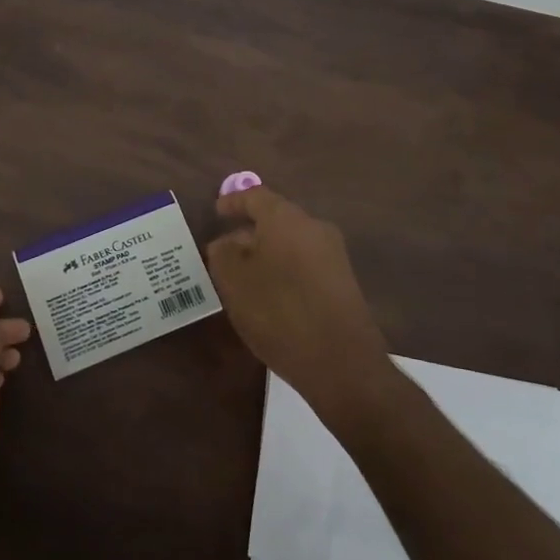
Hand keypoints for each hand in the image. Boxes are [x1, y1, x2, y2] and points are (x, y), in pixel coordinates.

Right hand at [206, 187, 393, 421]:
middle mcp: (314, 228)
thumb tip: (226, 243)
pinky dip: (283, 271)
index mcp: (286, 218)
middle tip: (223, 253)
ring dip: (265, 254)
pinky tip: (270, 297)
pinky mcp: (343, 283)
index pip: (255, 196)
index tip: (216, 212)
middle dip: (248, 233)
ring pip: (290, 244)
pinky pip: (304, 264)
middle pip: (275, 220)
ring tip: (242, 278)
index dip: (233, 202)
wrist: (341, 363)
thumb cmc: (278, 312)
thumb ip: (222, 254)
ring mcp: (333, 256)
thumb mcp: (233, 281)